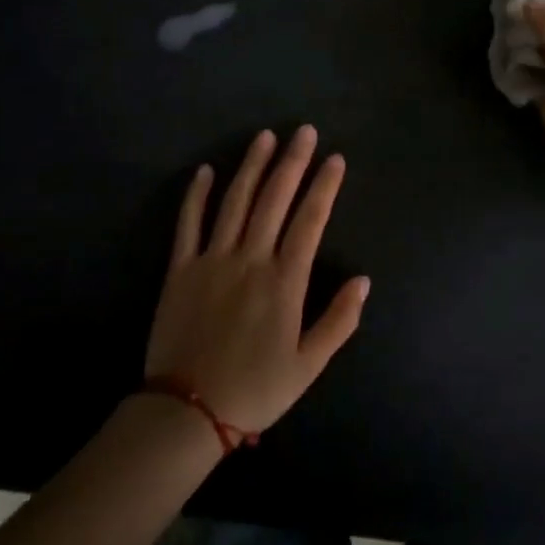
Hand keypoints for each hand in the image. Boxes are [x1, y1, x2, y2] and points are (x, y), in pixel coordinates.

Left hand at [145, 126, 370, 435]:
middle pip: (274, 199)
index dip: (324, 186)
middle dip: (292, 162)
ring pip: (235, 202)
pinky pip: (189, 224)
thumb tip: (363, 280)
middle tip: (304, 130)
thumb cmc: (255, 390)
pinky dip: (197, 195)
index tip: (335, 159)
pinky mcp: (180, 270)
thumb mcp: (308, 365)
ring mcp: (212, 260)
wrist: (185, 413)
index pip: (310, 220)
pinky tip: (207, 170)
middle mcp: (250, 259)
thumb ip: (339, 321)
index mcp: (284, 281)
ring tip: (265, 137)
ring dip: (252, 166)